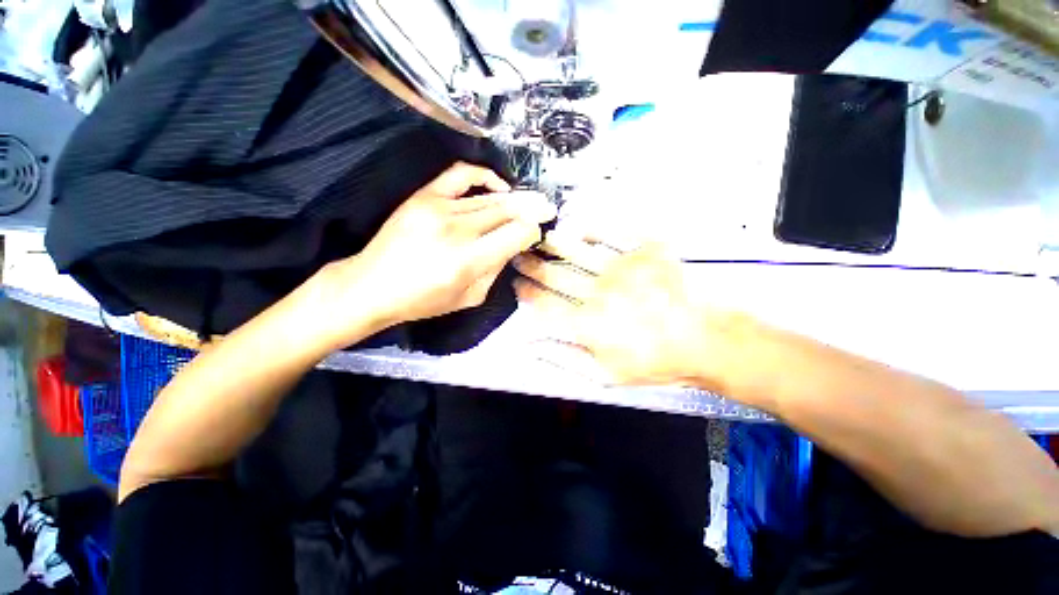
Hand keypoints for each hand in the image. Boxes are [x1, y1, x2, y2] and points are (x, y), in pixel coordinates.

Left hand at [322, 163, 556, 337]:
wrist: (372, 285)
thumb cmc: (423, 300)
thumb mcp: (470, 298)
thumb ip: (495, 270)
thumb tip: (511, 245)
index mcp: (470, 260)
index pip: (516, 234)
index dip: (532, 231)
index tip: (536, 232)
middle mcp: (458, 230)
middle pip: (507, 211)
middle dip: (532, 209)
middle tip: (547, 208)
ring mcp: (439, 208)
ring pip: (490, 198)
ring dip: (515, 199)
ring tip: (528, 200)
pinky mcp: (424, 196)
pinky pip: (461, 175)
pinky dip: (485, 176)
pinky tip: (498, 185)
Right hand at [513, 239, 739, 386]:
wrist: (707, 342)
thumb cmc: (655, 363)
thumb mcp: (605, 375)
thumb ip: (564, 359)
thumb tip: (531, 345)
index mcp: (586, 323)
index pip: (544, 304)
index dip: (526, 293)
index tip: (516, 284)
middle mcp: (598, 292)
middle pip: (554, 275)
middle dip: (531, 264)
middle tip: (519, 255)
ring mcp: (622, 269)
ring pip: (577, 251)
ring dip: (554, 244)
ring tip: (540, 237)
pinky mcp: (646, 252)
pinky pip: (613, 234)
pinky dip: (593, 229)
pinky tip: (580, 228)